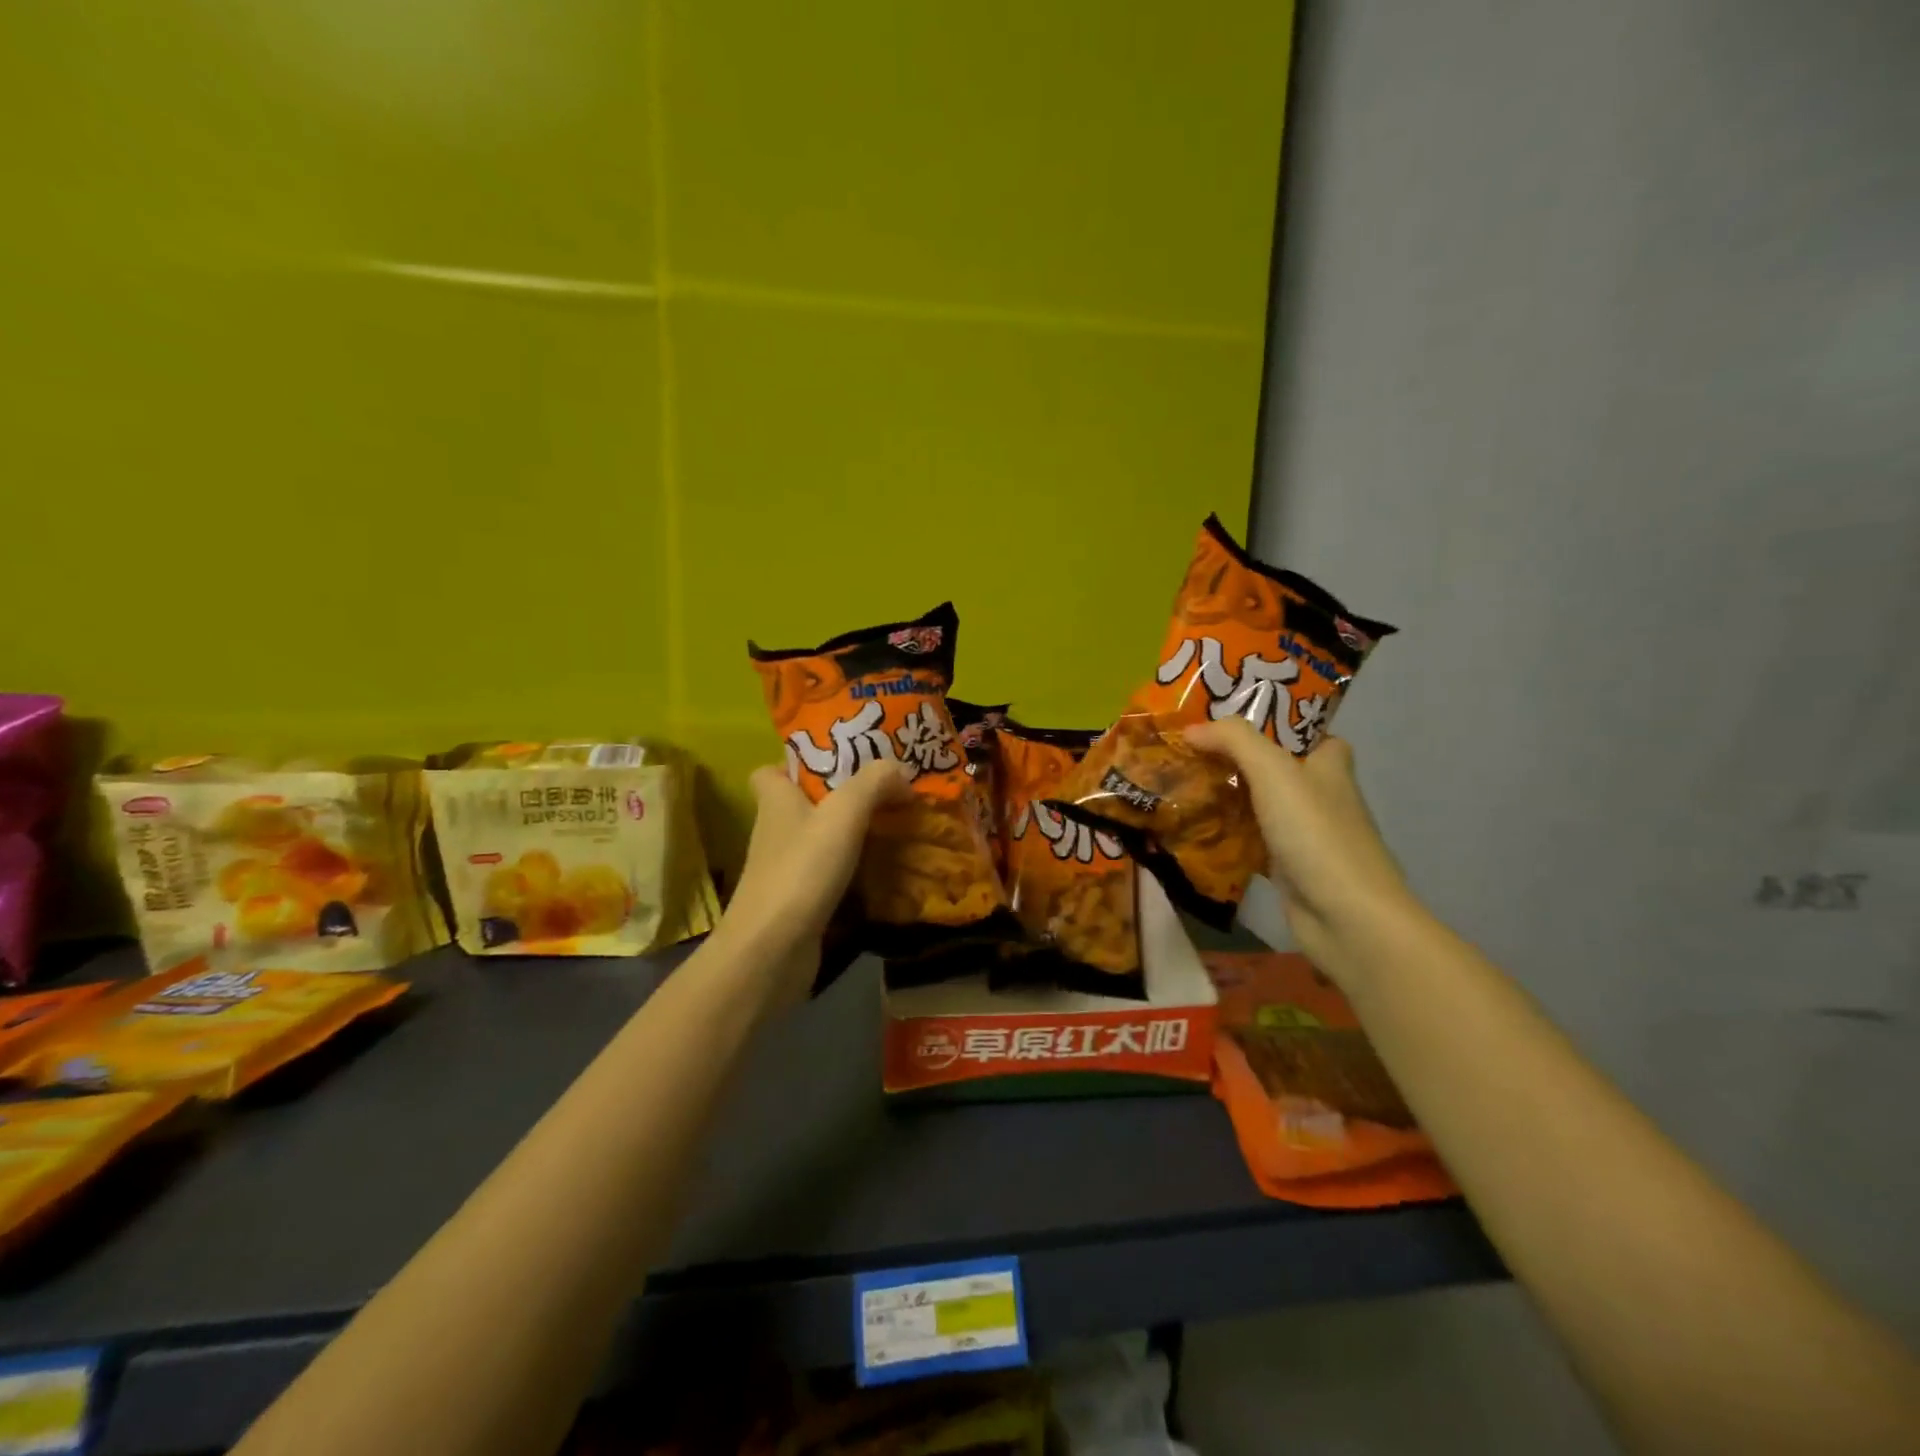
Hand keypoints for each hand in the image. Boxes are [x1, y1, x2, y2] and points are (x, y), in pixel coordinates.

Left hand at [707, 760, 910, 1009]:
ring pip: (821, 839)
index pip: (773, 770)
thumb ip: (874, 782)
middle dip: (843, 796)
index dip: (801, 763)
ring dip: (853, 833)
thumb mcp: (844, 813)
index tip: (841, 762)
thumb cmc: (802, 870)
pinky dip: (855, 869)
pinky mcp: (799, 901)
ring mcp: (786, 869)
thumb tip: (900, 771)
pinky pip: (830, 873)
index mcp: (776, 800)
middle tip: (888, 791)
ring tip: (896, 826)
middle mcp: (776, 830)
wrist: (771, 951)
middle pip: (806, 803)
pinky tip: (886, 868)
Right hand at [1183, 717, 1411, 974]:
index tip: (1233, 719)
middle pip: (1275, 768)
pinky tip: (1192, 829)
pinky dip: (1225, 836)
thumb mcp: (1274, 771)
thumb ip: (1234, 740)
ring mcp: (1304, 835)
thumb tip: (1191, 729)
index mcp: (1329, 766)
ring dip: (1226, 797)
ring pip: (1258, 806)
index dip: (1277, 723)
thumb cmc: (1316, 833)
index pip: (1309, 733)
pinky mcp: (1288, 868)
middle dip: (1236, 759)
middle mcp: (1320, 797)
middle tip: (1190, 749)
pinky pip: (1249, 842)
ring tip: (1180, 782)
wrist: (1346, 917)